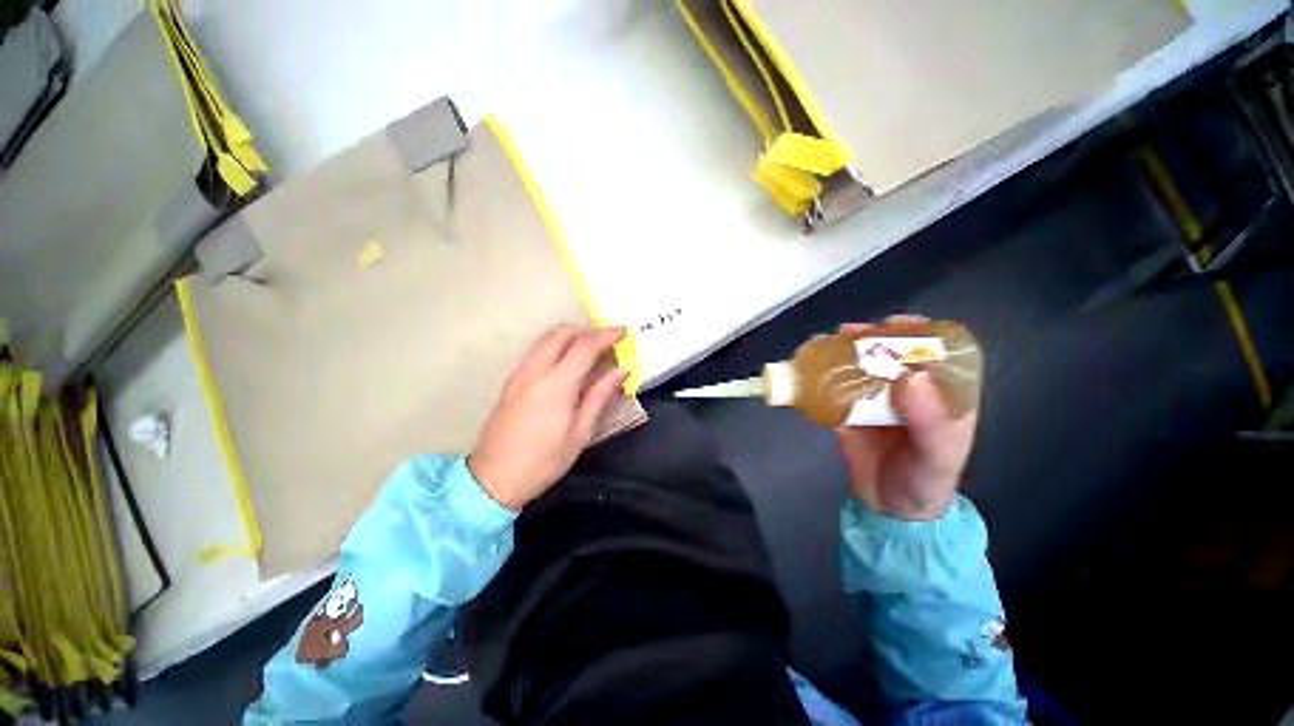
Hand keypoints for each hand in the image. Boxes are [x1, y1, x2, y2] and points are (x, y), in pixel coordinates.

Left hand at [469, 325, 628, 509]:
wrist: (493, 479)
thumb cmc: (544, 461)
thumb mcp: (580, 432)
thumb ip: (600, 395)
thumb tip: (620, 371)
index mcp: (556, 385)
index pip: (585, 346)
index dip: (606, 335)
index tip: (623, 332)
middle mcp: (535, 371)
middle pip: (561, 333)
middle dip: (587, 330)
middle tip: (607, 341)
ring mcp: (519, 374)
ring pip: (546, 339)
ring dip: (570, 336)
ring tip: (591, 350)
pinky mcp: (512, 381)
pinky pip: (537, 351)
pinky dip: (556, 347)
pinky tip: (568, 363)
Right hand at [835, 316, 976, 520]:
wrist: (889, 509)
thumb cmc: (925, 481)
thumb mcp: (938, 454)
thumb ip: (929, 419)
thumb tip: (909, 375)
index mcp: (941, 393)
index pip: (936, 351)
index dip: (917, 332)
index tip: (893, 324)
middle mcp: (907, 390)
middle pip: (889, 353)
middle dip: (869, 338)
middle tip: (849, 332)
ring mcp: (874, 399)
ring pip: (858, 367)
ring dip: (841, 353)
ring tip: (824, 344)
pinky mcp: (847, 410)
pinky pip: (833, 389)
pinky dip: (820, 377)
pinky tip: (808, 369)